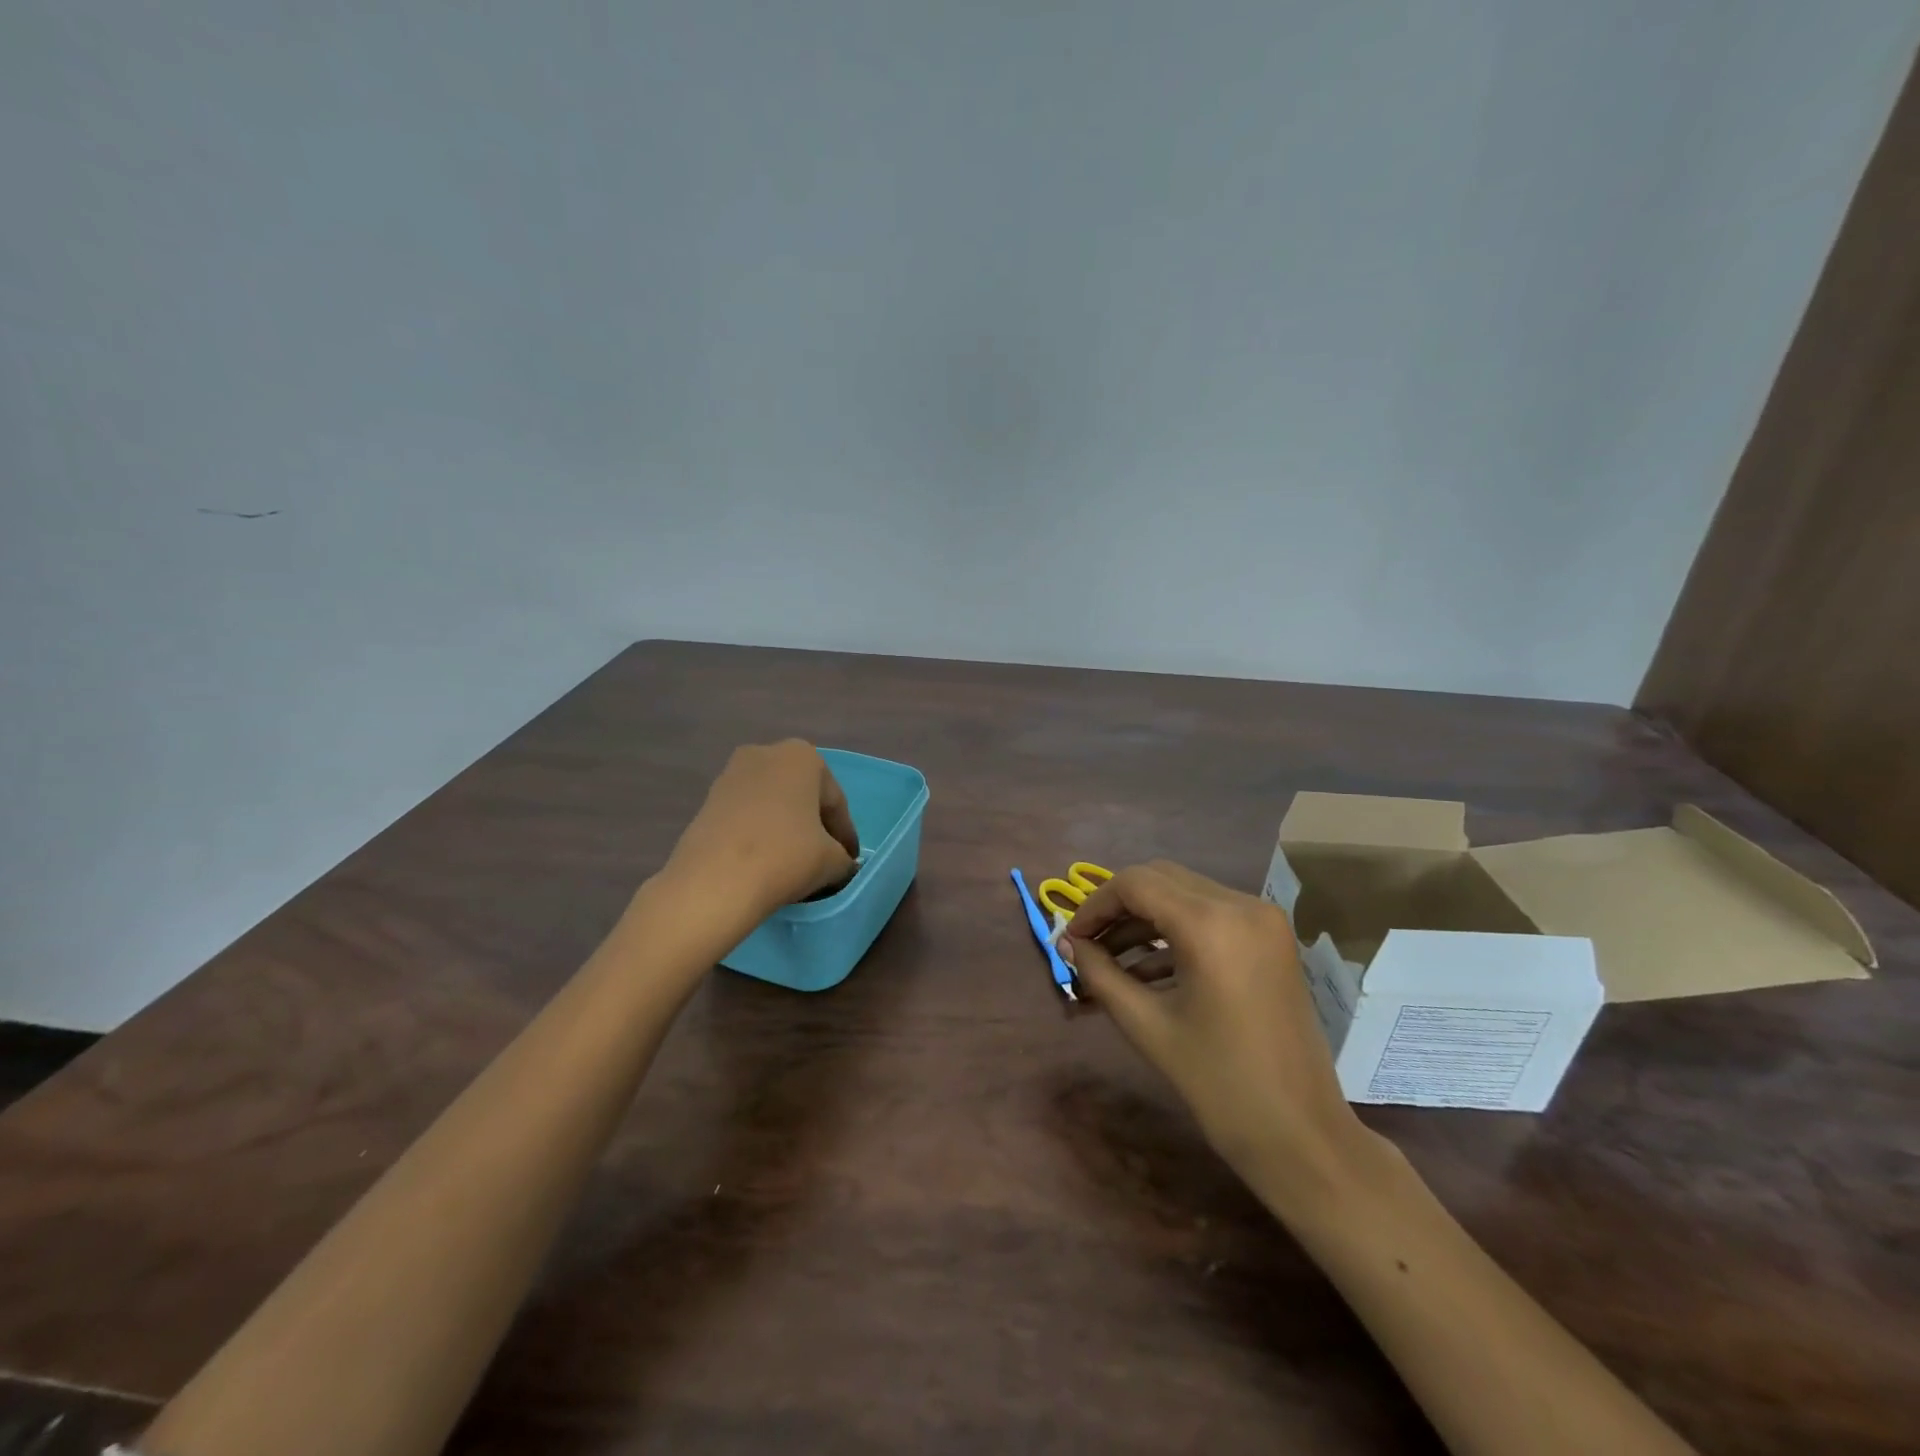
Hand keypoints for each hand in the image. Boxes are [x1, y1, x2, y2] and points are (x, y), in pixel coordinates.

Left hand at [664, 741, 860, 914]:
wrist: (714, 882)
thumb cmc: (786, 856)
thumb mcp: (833, 861)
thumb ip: (844, 859)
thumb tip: (839, 865)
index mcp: (802, 757)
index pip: (835, 802)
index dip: (845, 835)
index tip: (849, 861)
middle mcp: (766, 753)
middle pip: (802, 796)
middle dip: (814, 825)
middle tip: (825, 858)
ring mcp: (731, 775)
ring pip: (772, 805)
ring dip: (786, 829)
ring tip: (793, 863)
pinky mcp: (707, 801)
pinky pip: (747, 817)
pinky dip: (759, 834)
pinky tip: (765, 862)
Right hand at [1063, 860, 1366, 1194]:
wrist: (1301, 1135)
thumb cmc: (1219, 1084)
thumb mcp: (1147, 1026)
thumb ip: (1100, 974)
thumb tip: (1068, 944)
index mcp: (1211, 924)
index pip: (1135, 884)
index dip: (1094, 906)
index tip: (1071, 939)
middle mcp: (1241, 905)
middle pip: (1160, 879)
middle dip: (1117, 907)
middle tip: (1086, 944)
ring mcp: (1262, 919)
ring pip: (1184, 894)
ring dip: (1144, 918)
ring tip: (1109, 959)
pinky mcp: (1271, 938)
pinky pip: (1210, 915)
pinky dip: (1175, 931)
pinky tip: (1147, 968)